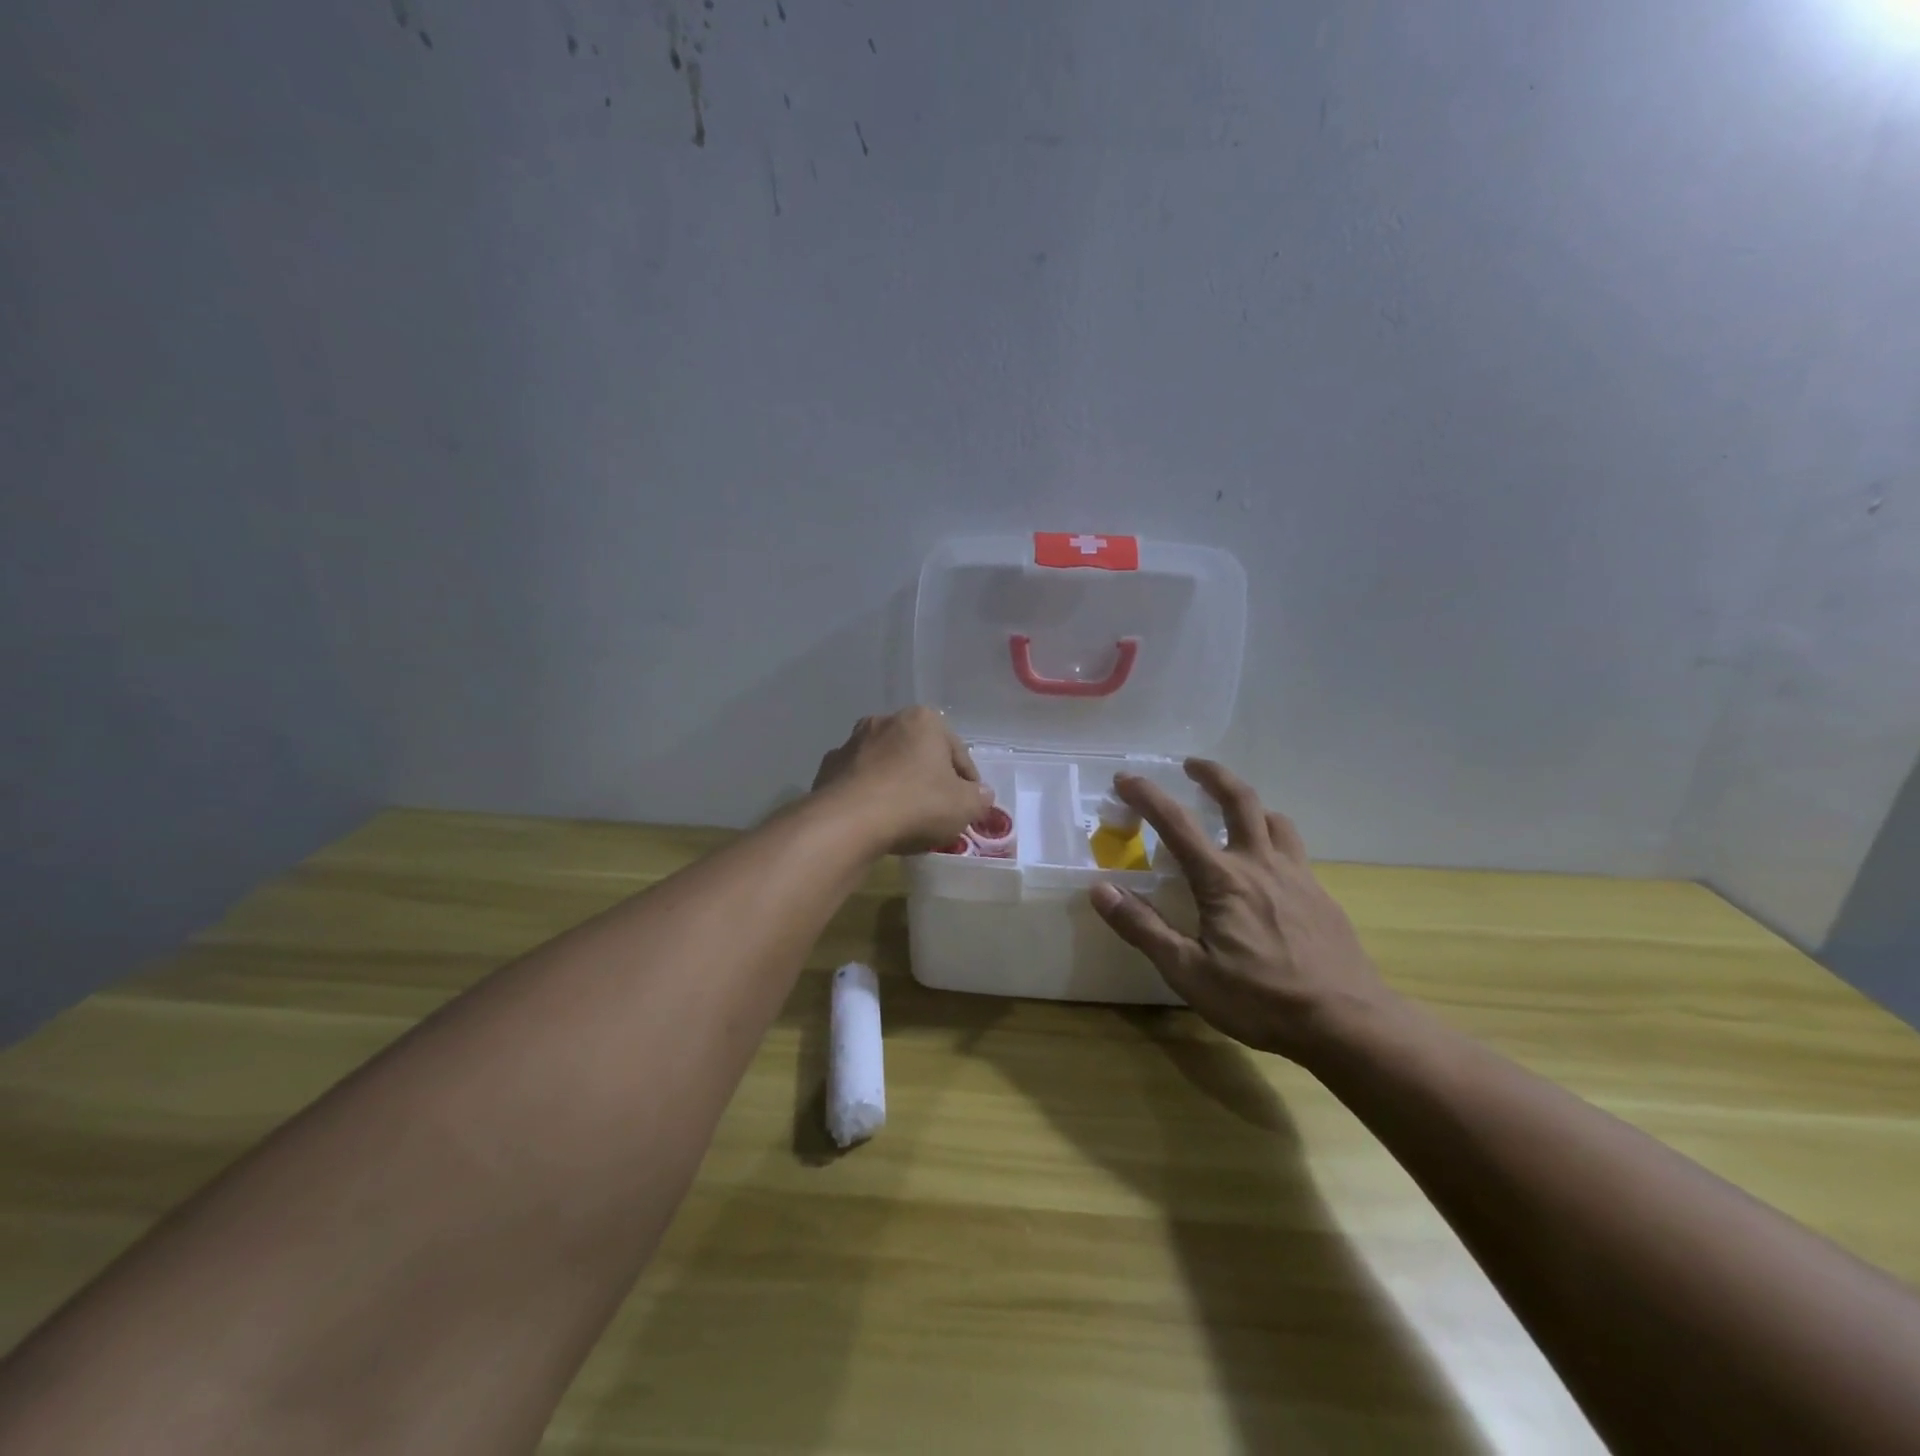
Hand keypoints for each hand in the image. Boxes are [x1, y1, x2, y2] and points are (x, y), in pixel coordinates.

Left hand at [812, 707, 992, 855]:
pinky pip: (859, 781)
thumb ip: (978, 798)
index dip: (967, 782)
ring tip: (904, 817)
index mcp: (923, 720)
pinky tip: (874, 818)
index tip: (969, 805)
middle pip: (919, 753)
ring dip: (897, 784)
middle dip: (928, 777)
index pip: (957, 752)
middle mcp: (886, 721)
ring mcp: (852, 742)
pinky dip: (868, 795)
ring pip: (887, 765)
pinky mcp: (829, 767)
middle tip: (937, 810)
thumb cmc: (916, 804)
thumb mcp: (964, 806)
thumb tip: (980, 795)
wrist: (848, 822)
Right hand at [1088, 760, 1393, 1062]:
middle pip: (1239, 800)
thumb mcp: (1189, 972)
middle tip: (1191, 764)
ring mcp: (1296, 877)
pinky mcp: (1320, 895)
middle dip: (1212, 775)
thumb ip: (1144, 928)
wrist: (1348, 1022)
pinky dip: (1273, 838)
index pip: (1176, 824)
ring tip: (1233, 809)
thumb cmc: (1260, 1000)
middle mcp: (1260, 865)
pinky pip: (1294, 849)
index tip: (1125, 777)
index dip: (1147, 796)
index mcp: (1223, 880)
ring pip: (1275, 820)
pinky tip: (1268, 866)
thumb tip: (1101, 890)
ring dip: (1249, 804)